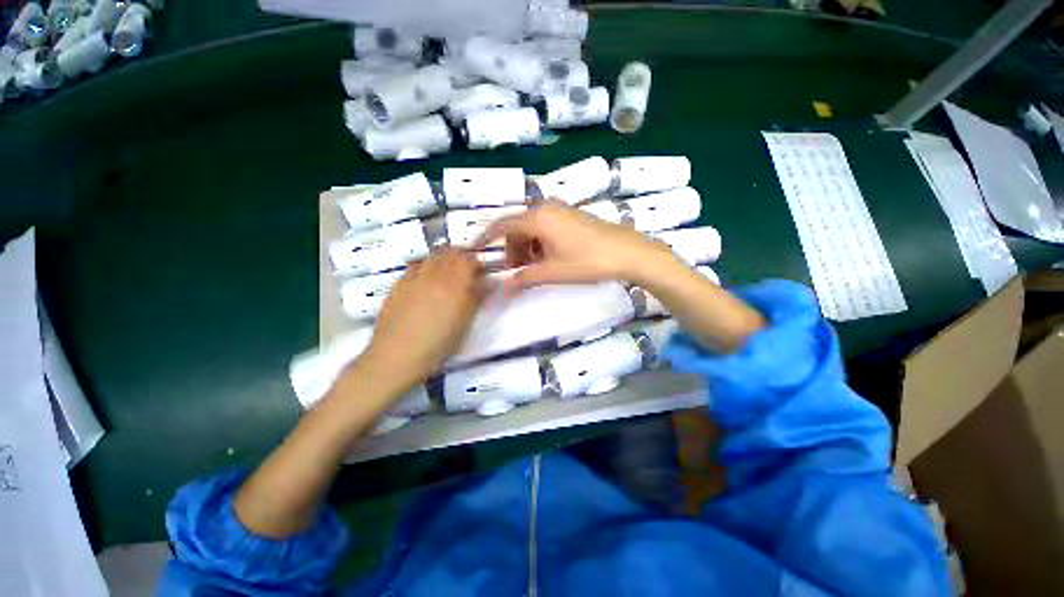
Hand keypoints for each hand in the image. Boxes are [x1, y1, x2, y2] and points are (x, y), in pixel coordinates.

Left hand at [362, 249, 483, 386]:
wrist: (398, 355)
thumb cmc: (439, 343)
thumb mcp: (465, 322)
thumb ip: (477, 297)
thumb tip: (488, 282)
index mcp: (454, 283)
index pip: (469, 260)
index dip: (477, 262)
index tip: (482, 271)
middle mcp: (434, 274)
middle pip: (450, 253)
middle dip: (461, 257)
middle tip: (467, 269)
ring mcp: (414, 277)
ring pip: (432, 257)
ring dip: (443, 259)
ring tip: (447, 271)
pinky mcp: (398, 284)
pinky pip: (415, 267)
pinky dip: (426, 267)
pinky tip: (426, 280)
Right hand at [476, 203, 679, 294]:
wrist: (627, 252)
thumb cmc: (588, 262)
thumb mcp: (553, 272)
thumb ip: (524, 277)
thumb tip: (503, 287)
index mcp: (538, 218)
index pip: (502, 225)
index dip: (486, 237)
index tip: (476, 250)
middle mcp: (546, 207)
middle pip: (517, 227)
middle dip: (511, 248)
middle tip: (516, 271)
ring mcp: (560, 209)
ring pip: (532, 227)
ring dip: (526, 247)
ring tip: (535, 268)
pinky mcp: (571, 215)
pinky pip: (545, 226)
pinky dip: (540, 242)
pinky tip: (549, 258)